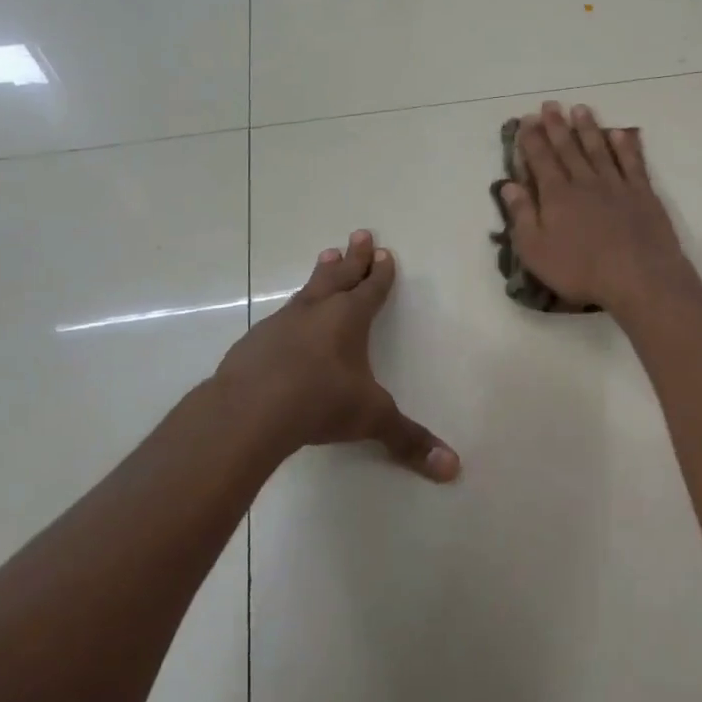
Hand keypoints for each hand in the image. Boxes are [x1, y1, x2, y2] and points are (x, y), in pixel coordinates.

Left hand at [199, 231, 457, 480]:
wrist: (248, 411)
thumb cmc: (320, 403)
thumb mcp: (371, 419)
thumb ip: (408, 440)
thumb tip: (453, 468)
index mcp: (349, 319)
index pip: (371, 289)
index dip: (380, 273)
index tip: (384, 252)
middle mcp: (317, 312)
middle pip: (339, 275)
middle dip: (353, 257)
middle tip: (359, 233)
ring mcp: (282, 324)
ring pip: (308, 290)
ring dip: (321, 273)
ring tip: (326, 255)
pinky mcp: (254, 342)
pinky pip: (281, 317)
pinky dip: (293, 311)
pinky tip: (287, 319)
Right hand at [497, 101, 695, 317]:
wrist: (639, 277)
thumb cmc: (580, 270)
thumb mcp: (536, 251)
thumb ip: (522, 216)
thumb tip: (508, 186)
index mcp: (556, 195)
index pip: (540, 160)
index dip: (531, 139)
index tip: (526, 120)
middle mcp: (585, 182)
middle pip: (568, 148)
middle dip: (556, 126)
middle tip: (549, 105)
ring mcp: (616, 185)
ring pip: (599, 149)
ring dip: (588, 128)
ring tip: (580, 109)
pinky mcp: (643, 194)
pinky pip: (632, 162)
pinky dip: (625, 146)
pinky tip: (620, 134)